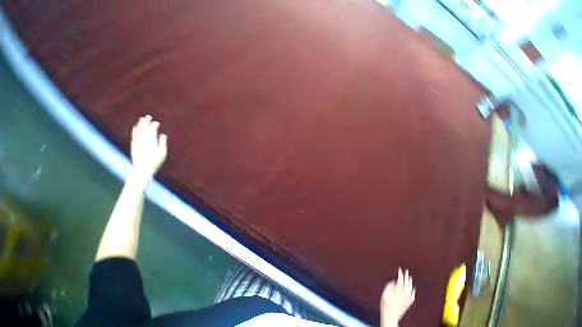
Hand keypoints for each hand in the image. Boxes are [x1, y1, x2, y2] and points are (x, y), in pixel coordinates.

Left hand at [130, 115, 166, 179]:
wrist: (142, 169)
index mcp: (151, 141)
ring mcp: (137, 143)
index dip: (154, 125)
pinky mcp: (133, 146)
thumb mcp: (162, 152)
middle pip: (143, 128)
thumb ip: (162, 142)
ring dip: (139, 124)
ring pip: (137, 131)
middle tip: (148, 116)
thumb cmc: (155, 161)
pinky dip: (135, 130)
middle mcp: (143, 140)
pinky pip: (133, 136)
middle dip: (145, 122)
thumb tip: (162, 135)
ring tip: (141, 120)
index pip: (151, 130)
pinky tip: (135, 128)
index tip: (157, 122)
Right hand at [380, 268, 415, 326]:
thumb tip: (393, 282)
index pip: (400, 280)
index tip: (400, 269)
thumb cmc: (385, 304)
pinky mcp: (408, 304)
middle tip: (406, 271)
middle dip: (406, 277)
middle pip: (407, 284)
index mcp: (397, 291)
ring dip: (410, 283)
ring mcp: (407, 299)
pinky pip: (412, 296)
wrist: (390, 315)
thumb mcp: (384, 293)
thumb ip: (389, 286)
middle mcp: (404, 294)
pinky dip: (413, 291)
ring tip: (409, 277)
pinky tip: (412, 289)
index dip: (400, 274)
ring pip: (410, 289)